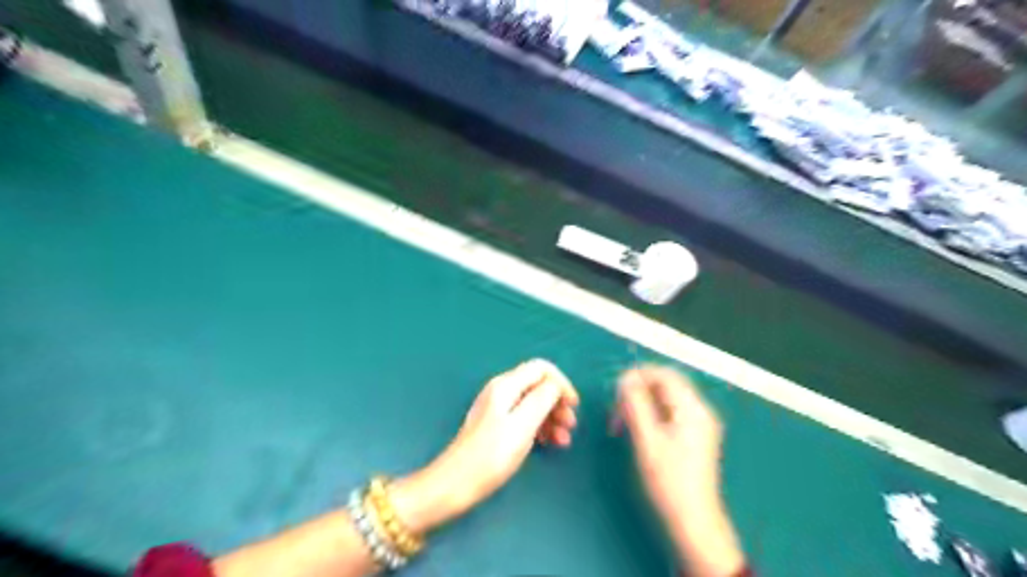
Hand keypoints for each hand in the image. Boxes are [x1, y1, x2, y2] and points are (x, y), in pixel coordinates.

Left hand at [396, 359, 580, 534]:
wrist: (455, 483)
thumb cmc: (491, 455)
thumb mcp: (522, 425)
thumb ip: (542, 399)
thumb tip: (555, 386)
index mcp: (506, 386)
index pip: (541, 368)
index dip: (561, 383)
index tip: (573, 405)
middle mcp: (501, 391)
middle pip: (537, 385)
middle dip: (557, 402)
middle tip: (571, 425)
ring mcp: (497, 408)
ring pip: (532, 402)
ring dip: (551, 417)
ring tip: (563, 440)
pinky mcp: (496, 425)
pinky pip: (524, 417)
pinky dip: (539, 426)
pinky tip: (548, 443)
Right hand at [613, 365, 742, 575]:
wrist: (693, 521)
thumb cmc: (668, 480)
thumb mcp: (646, 439)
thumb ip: (635, 404)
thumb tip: (625, 380)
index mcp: (692, 408)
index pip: (664, 374)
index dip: (638, 375)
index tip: (616, 387)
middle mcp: (699, 411)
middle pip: (665, 385)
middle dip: (638, 390)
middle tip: (617, 407)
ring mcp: (698, 424)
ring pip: (665, 399)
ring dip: (642, 403)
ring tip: (622, 421)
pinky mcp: (693, 437)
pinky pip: (669, 413)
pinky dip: (650, 414)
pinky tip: (636, 429)